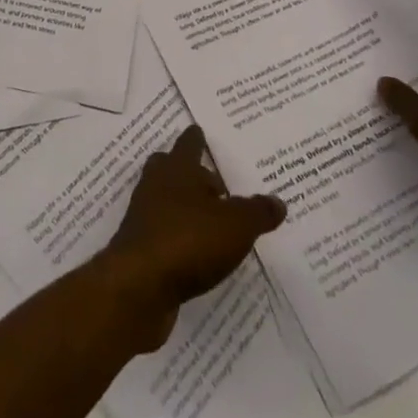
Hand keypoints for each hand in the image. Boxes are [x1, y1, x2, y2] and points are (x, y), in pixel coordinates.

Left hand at [99, 126, 285, 348]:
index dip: (197, 139)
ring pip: (163, 199)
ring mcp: (144, 215)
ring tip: (208, 218)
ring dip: (182, 205)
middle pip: (169, 167)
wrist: (139, 286)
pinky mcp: (140, 248)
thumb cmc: (189, 240)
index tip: (200, 131)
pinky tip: (195, 253)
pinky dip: (176, 237)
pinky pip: (162, 232)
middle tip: (210, 179)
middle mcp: (157, 184)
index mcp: (179, 168)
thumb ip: (257, 212)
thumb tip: (278, 201)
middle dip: (186, 170)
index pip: (189, 144)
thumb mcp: (236, 226)